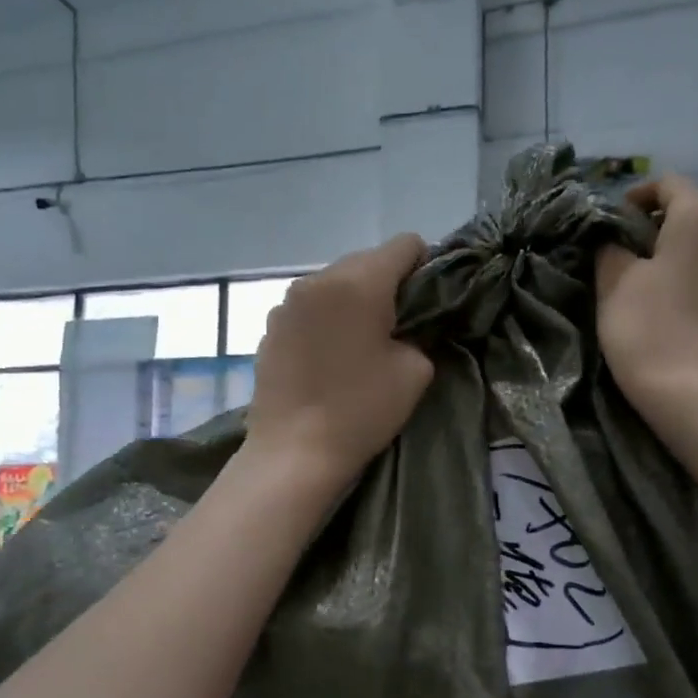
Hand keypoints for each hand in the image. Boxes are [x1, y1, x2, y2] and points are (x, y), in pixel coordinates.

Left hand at [246, 234, 434, 484]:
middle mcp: (317, 279)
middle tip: (397, 328)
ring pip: (334, 285)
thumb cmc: (361, 411)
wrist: (294, 453)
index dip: (425, 268)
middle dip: (387, 286)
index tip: (427, 304)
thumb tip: (406, 327)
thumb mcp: (415, 372)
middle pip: (366, 261)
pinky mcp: (270, 328)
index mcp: (358, 282)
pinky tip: (328, 359)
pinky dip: (325, 321)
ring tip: (359, 344)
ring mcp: (286, 303)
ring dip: (352, 302)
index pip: (405, 245)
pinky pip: (309, 309)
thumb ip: (420, 334)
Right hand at [596, 175, 697, 418]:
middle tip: (624, 253)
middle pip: (691, 211)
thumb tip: (615, 239)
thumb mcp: (613, 280)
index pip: (668, 183)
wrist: (691, 390)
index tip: (612, 224)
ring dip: (677, 252)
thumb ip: (611, 246)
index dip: (636, 197)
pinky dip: (695, 274)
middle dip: (657, 225)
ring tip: (648, 280)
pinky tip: (674, 301)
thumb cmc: (647, 327)